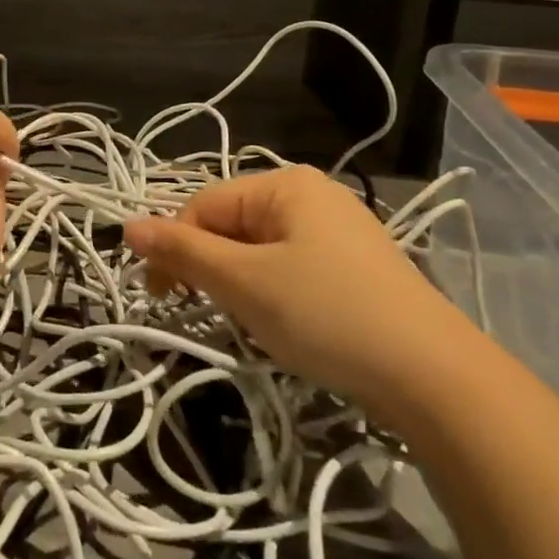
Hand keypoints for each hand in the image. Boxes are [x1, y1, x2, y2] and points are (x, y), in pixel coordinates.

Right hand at [123, 166, 483, 414]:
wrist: (432, 375)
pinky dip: (275, 294)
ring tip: (256, 323)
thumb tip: (126, 225)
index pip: (204, 205)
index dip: (175, 248)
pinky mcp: (355, 266)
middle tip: (215, 313)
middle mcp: (312, 194)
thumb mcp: (244, 282)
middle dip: (213, 268)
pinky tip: (290, 325)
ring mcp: (338, 230)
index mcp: (285, 184)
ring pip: (260, 250)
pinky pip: (292, 267)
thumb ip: (183, 251)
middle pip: (233, 224)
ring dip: (242, 285)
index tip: (163, 298)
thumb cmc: (326, 313)